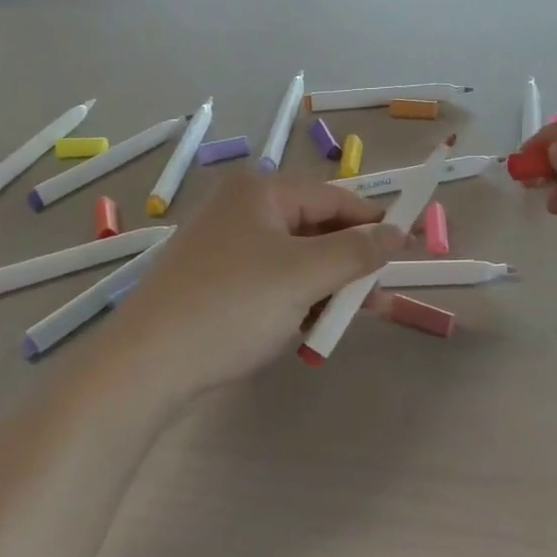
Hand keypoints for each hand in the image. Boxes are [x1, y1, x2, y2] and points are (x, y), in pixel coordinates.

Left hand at [102, 172, 403, 399]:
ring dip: (324, 287)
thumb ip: (357, 252)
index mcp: (261, 191)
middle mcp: (241, 208)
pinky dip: (294, 300)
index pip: (334, 198)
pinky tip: (308, 329)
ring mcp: (223, 245)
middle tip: (380, 296)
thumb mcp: (304, 276)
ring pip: (294, 259)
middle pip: (314, 228)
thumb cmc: (232, 305)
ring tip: (348, 320)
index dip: (375, 222)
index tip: (411, 247)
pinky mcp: (212, 280)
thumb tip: (397, 233)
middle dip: (349, 264)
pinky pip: (269, 280)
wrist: (145, 364)